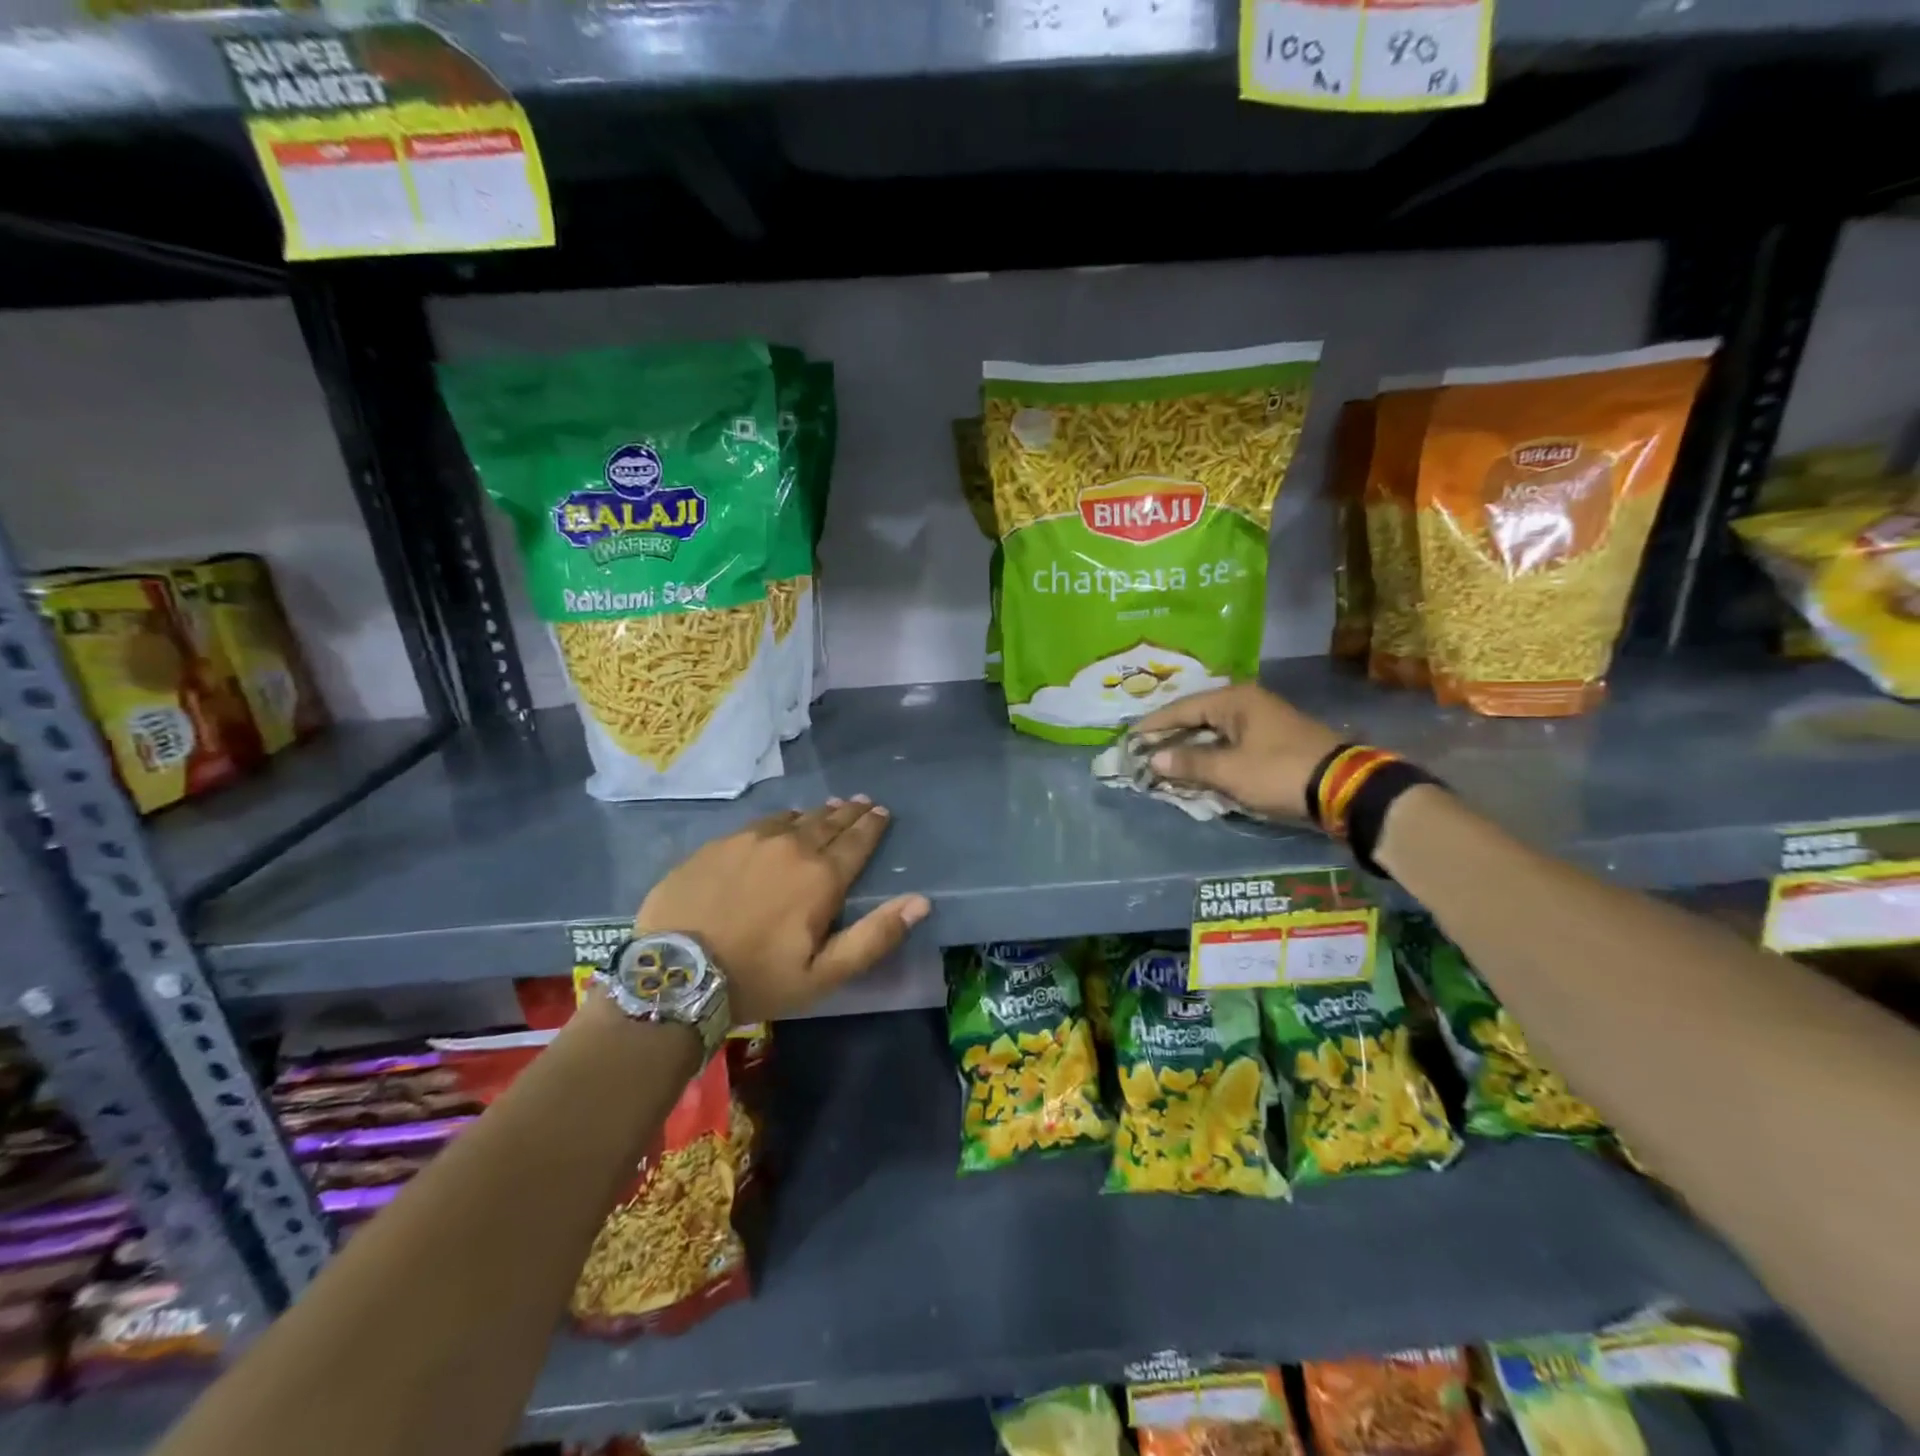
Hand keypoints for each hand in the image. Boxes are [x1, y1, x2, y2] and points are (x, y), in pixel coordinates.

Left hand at [635, 798, 929, 1023]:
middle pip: (829, 822)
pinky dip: (782, 819)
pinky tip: (783, 820)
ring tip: (830, 807)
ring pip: (795, 818)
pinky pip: (761, 822)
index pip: (857, 841)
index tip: (882, 812)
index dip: (873, 826)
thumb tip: (920, 901)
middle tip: (863, 802)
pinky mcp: (719, 843)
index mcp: (822, 877)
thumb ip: (875, 936)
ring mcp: (752, 840)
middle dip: (850, 813)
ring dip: (818, 812)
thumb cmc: (759, 979)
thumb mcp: (824, 973)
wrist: (676, 973)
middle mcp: (792, 846)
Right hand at [1135, 683, 1342, 822]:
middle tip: (1144, 750)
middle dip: (1171, 735)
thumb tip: (1155, 759)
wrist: (1345, 788)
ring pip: (1214, 731)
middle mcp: (1247, 702)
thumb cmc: (1279, 772)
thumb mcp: (1229, 770)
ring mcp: (1263, 720)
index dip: (1154, 725)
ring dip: (1191, 747)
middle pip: (1197, 717)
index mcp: (1234, 700)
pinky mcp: (1273, 740)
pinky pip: (1230, 742)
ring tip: (1165, 761)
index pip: (1182, 708)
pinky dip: (1211, 754)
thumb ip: (1189, 763)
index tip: (1130, 737)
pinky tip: (1198, 767)